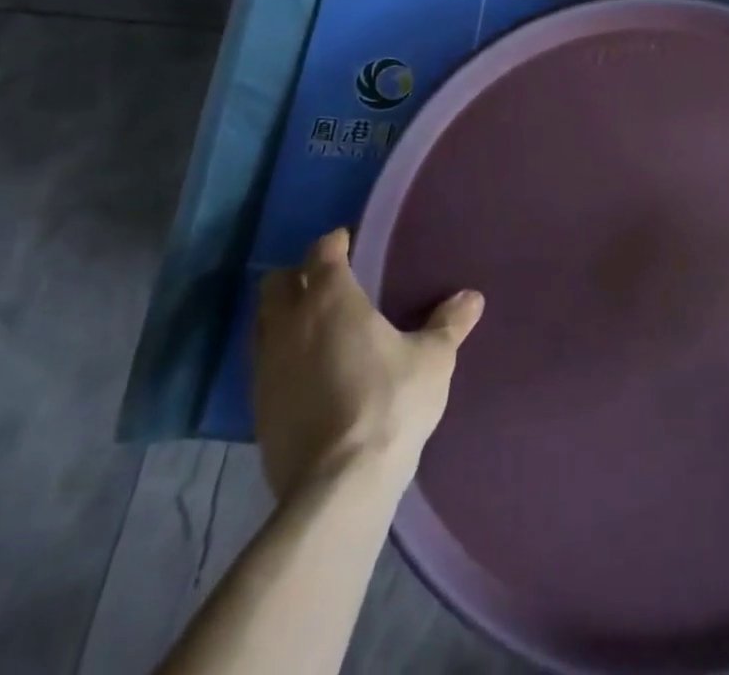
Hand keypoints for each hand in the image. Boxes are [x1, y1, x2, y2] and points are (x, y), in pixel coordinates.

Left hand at [254, 228, 483, 497]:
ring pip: (263, 322)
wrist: (338, 486)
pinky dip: (281, 354)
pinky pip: (263, 362)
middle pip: (278, 283)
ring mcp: (267, 368)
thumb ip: (449, 324)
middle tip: (329, 281)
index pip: (322, 253)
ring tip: (315, 324)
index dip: (334, 243)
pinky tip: (306, 370)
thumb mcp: (433, 359)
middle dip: (300, 274)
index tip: (349, 242)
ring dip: (284, 314)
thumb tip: (472, 297)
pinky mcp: (257, 408)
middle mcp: (290, 325)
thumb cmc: (389, 404)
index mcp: (331, 300)